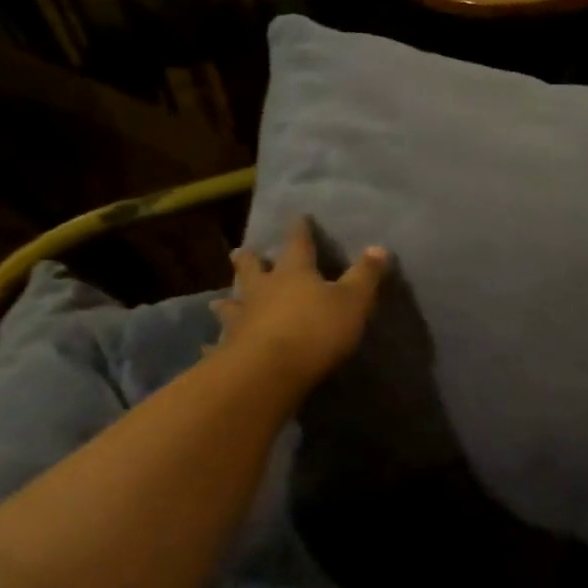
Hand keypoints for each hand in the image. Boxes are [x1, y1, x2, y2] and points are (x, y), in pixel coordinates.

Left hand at [210, 218, 389, 402]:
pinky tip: (207, 349)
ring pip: (232, 305)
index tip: (299, 217)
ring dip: (228, 302)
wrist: (270, 370)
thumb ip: (366, 276)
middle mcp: (262, 290)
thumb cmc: (317, 330)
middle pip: (253, 270)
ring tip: (219, 301)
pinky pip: (219, 345)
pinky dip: (214, 346)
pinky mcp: (229, 349)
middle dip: (250, 260)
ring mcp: (242, 319)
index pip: (298, 245)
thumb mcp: (353, 301)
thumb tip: (379, 247)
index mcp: (294, 274)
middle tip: (240, 251)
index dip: (300, 231)